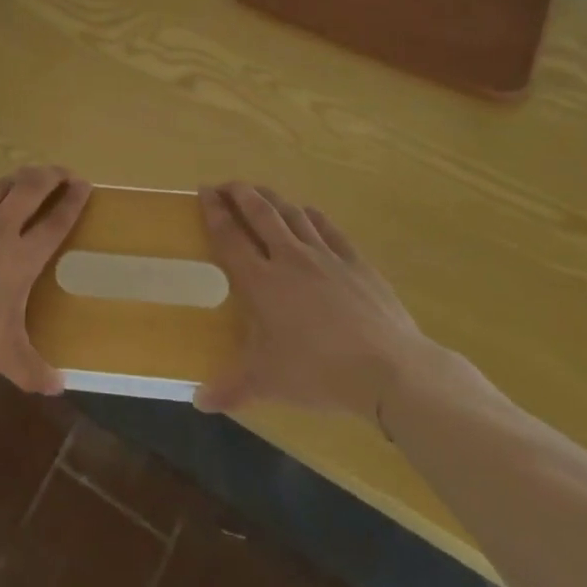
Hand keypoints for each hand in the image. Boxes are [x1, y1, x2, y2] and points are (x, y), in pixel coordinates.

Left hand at [0, 166, 91, 394]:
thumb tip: (60, 387)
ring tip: (25, 175)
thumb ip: (31, 370)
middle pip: (30, 191)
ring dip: (14, 178)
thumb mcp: (0, 355)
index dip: (73, 202)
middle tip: (62, 171)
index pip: (55, 224)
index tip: (85, 184)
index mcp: (20, 258)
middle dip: (49, 177)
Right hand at [194, 183, 434, 424]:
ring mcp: (325, 256)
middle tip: (226, 185)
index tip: (203, 191)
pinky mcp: (356, 262)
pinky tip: (307, 212)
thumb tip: (198, 401)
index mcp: (261, 282)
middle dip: (240, 193)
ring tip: (260, 191)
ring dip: (272, 198)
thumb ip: (230, 388)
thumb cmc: (318, 372)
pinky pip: (329, 228)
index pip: (230, 237)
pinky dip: (312, 215)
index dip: (214, 211)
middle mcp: (289, 258)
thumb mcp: (268, 383)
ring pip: (292, 214)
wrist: (388, 369)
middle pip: (260, 213)